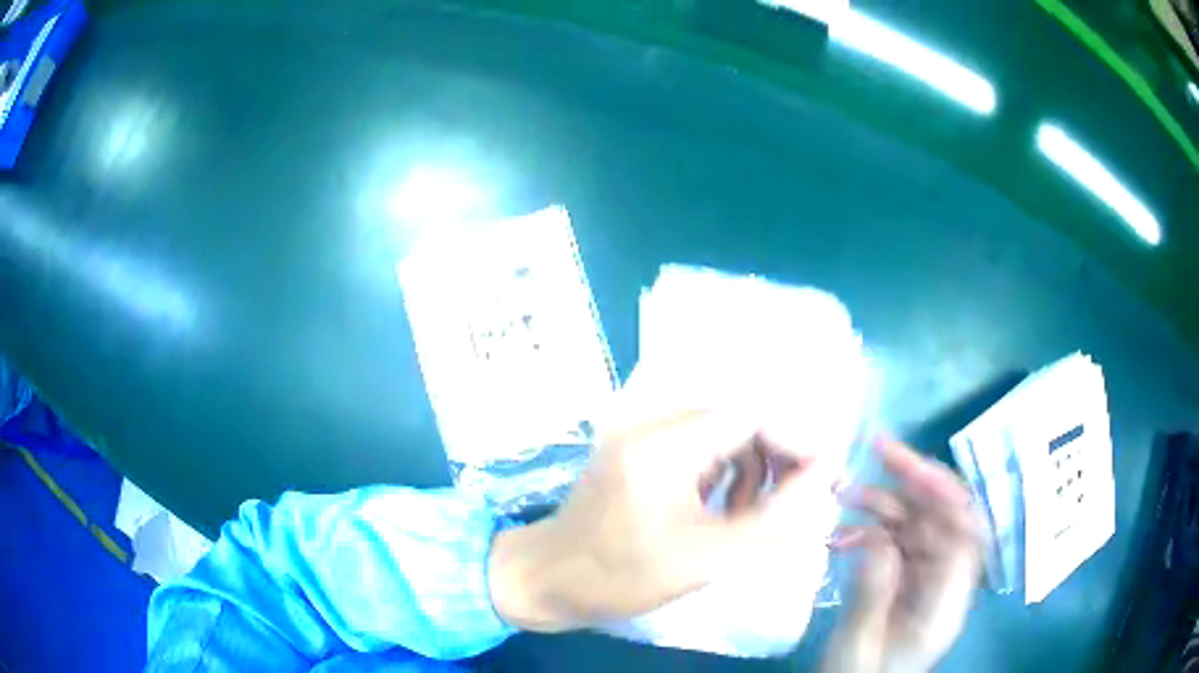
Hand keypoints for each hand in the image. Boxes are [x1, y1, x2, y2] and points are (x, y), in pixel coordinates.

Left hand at [488, 366, 837, 632]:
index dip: (796, 441)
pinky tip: (726, 512)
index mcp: (666, 443)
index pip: (752, 416)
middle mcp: (653, 425)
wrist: (546, 579)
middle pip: (738, 423)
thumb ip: (772, 523)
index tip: (825, 476)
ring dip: (750, 473)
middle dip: (776, 461)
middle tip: (796, 504)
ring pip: (721, 439)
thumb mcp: (705, 559)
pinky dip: (724, 478)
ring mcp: (642, 437)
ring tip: (754, 518)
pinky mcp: (639, 455)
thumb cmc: (619, 575)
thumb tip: (824, 484)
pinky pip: (698, 453)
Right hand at [823, 438, 981, 672]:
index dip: (943, 493)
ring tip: (842, 492)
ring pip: (915, 524)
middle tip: (877, 448)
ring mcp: (924, 577)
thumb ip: (873, 591)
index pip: (964, 531)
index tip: (908, 466)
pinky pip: (894, 542)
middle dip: (914, 480)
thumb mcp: (860, 642)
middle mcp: (944, 580)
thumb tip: (875, 539)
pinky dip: (870, 531)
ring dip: (883, 503)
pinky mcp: (904, 579)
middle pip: (942, 517)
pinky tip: (841, 535)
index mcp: (946, 600)